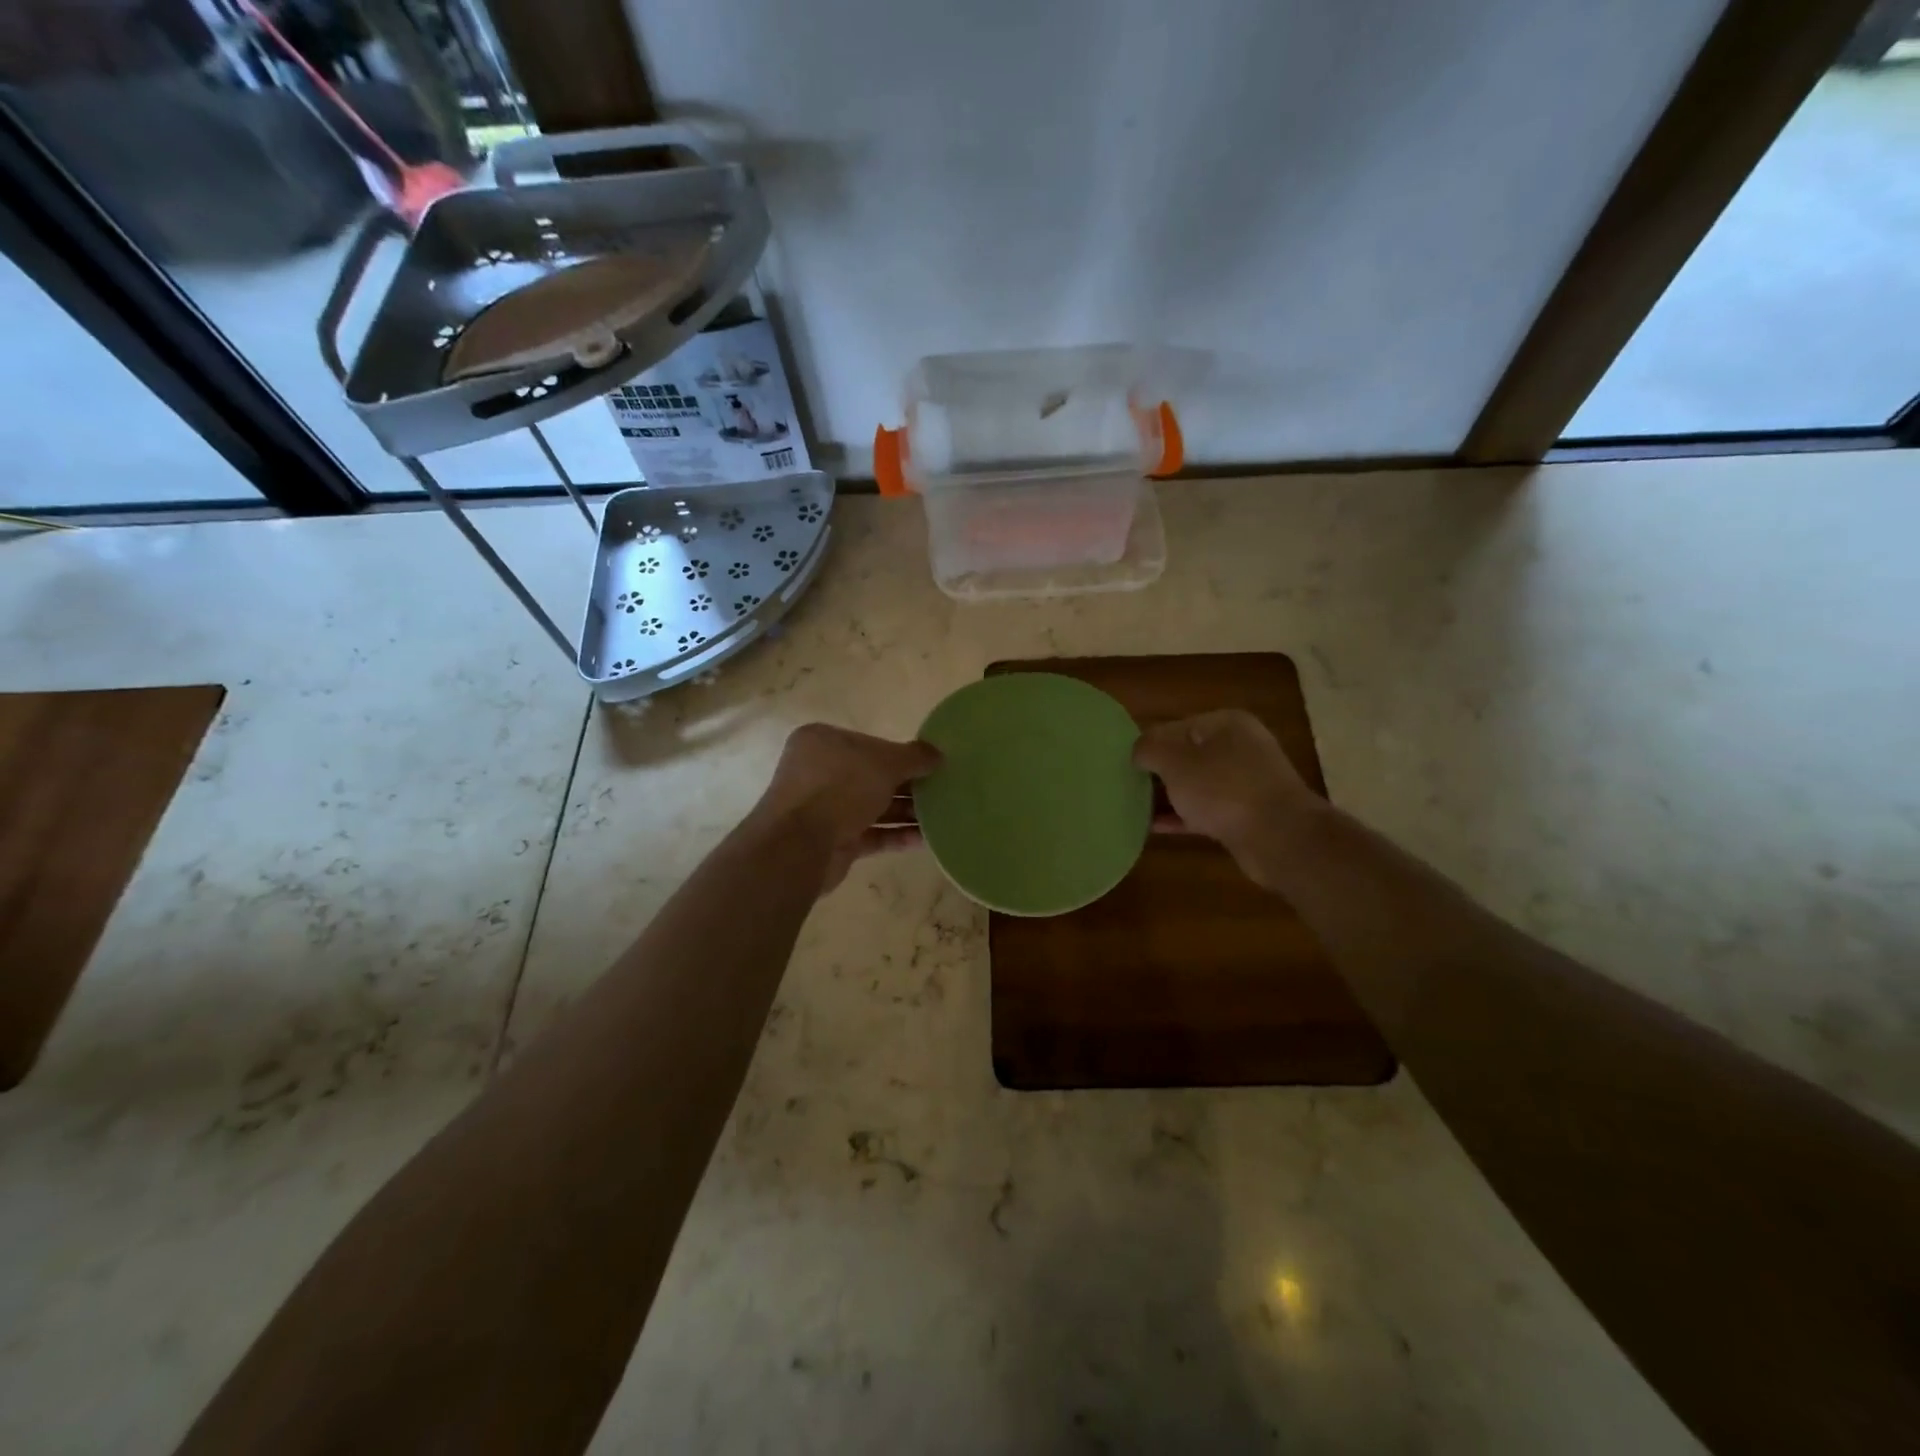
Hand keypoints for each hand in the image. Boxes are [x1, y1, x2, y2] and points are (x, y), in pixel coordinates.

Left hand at [752, 724, 940, 892]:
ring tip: (941, 817)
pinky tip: (924, 840)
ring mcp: (824, 808)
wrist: (801, 844)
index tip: (930, 766)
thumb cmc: (841, 786)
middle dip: (907, 786)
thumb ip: (915, 757)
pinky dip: (895, 835)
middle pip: (872, 777)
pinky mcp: (833, 841)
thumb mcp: (886, 762)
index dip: (901, 754)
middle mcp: (819, 772)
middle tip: (941, 792)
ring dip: (905, 812)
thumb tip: (938, 754)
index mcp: (823, 742)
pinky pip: (870, 834)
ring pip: (872, 807)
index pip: (869, 744)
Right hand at [1132, 710, 1318, 887]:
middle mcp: (1240, 747)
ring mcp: (1246, 782)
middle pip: (1187, 755)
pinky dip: (1182, 816)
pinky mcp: (1246, 815)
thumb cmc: (1224, 789)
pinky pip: (1205, 810)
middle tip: (1126, 786)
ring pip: (1196, 785)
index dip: (1148, 744)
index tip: (1124, 765)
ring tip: (1134, 807)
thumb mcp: (1176, 762)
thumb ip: (1149, 749)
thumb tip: (1138, 751)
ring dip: (1168, 796)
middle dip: (1158, 771)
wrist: (1280, 838)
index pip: (1175, 727)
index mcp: (1226, 724)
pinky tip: (1154, 827)